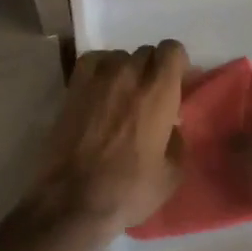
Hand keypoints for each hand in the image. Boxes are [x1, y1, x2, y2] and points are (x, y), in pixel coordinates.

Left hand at [28, 41, 188, 247]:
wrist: (74, 200)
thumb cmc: (129, 190)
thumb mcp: (172, 173)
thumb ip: (177, 139)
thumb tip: (170, 125)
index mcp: (158, 92)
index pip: (173, 50)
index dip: (178, 64)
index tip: (178, 85)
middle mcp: (128, 75)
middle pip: (146, 52)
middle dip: (154, 69)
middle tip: (152, 96)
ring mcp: (97, 79)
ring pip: (119, 56)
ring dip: (127, 70)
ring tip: (124, 96)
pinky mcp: (73, 88)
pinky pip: (92, 61)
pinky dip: (101, 69)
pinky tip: (101, 90)